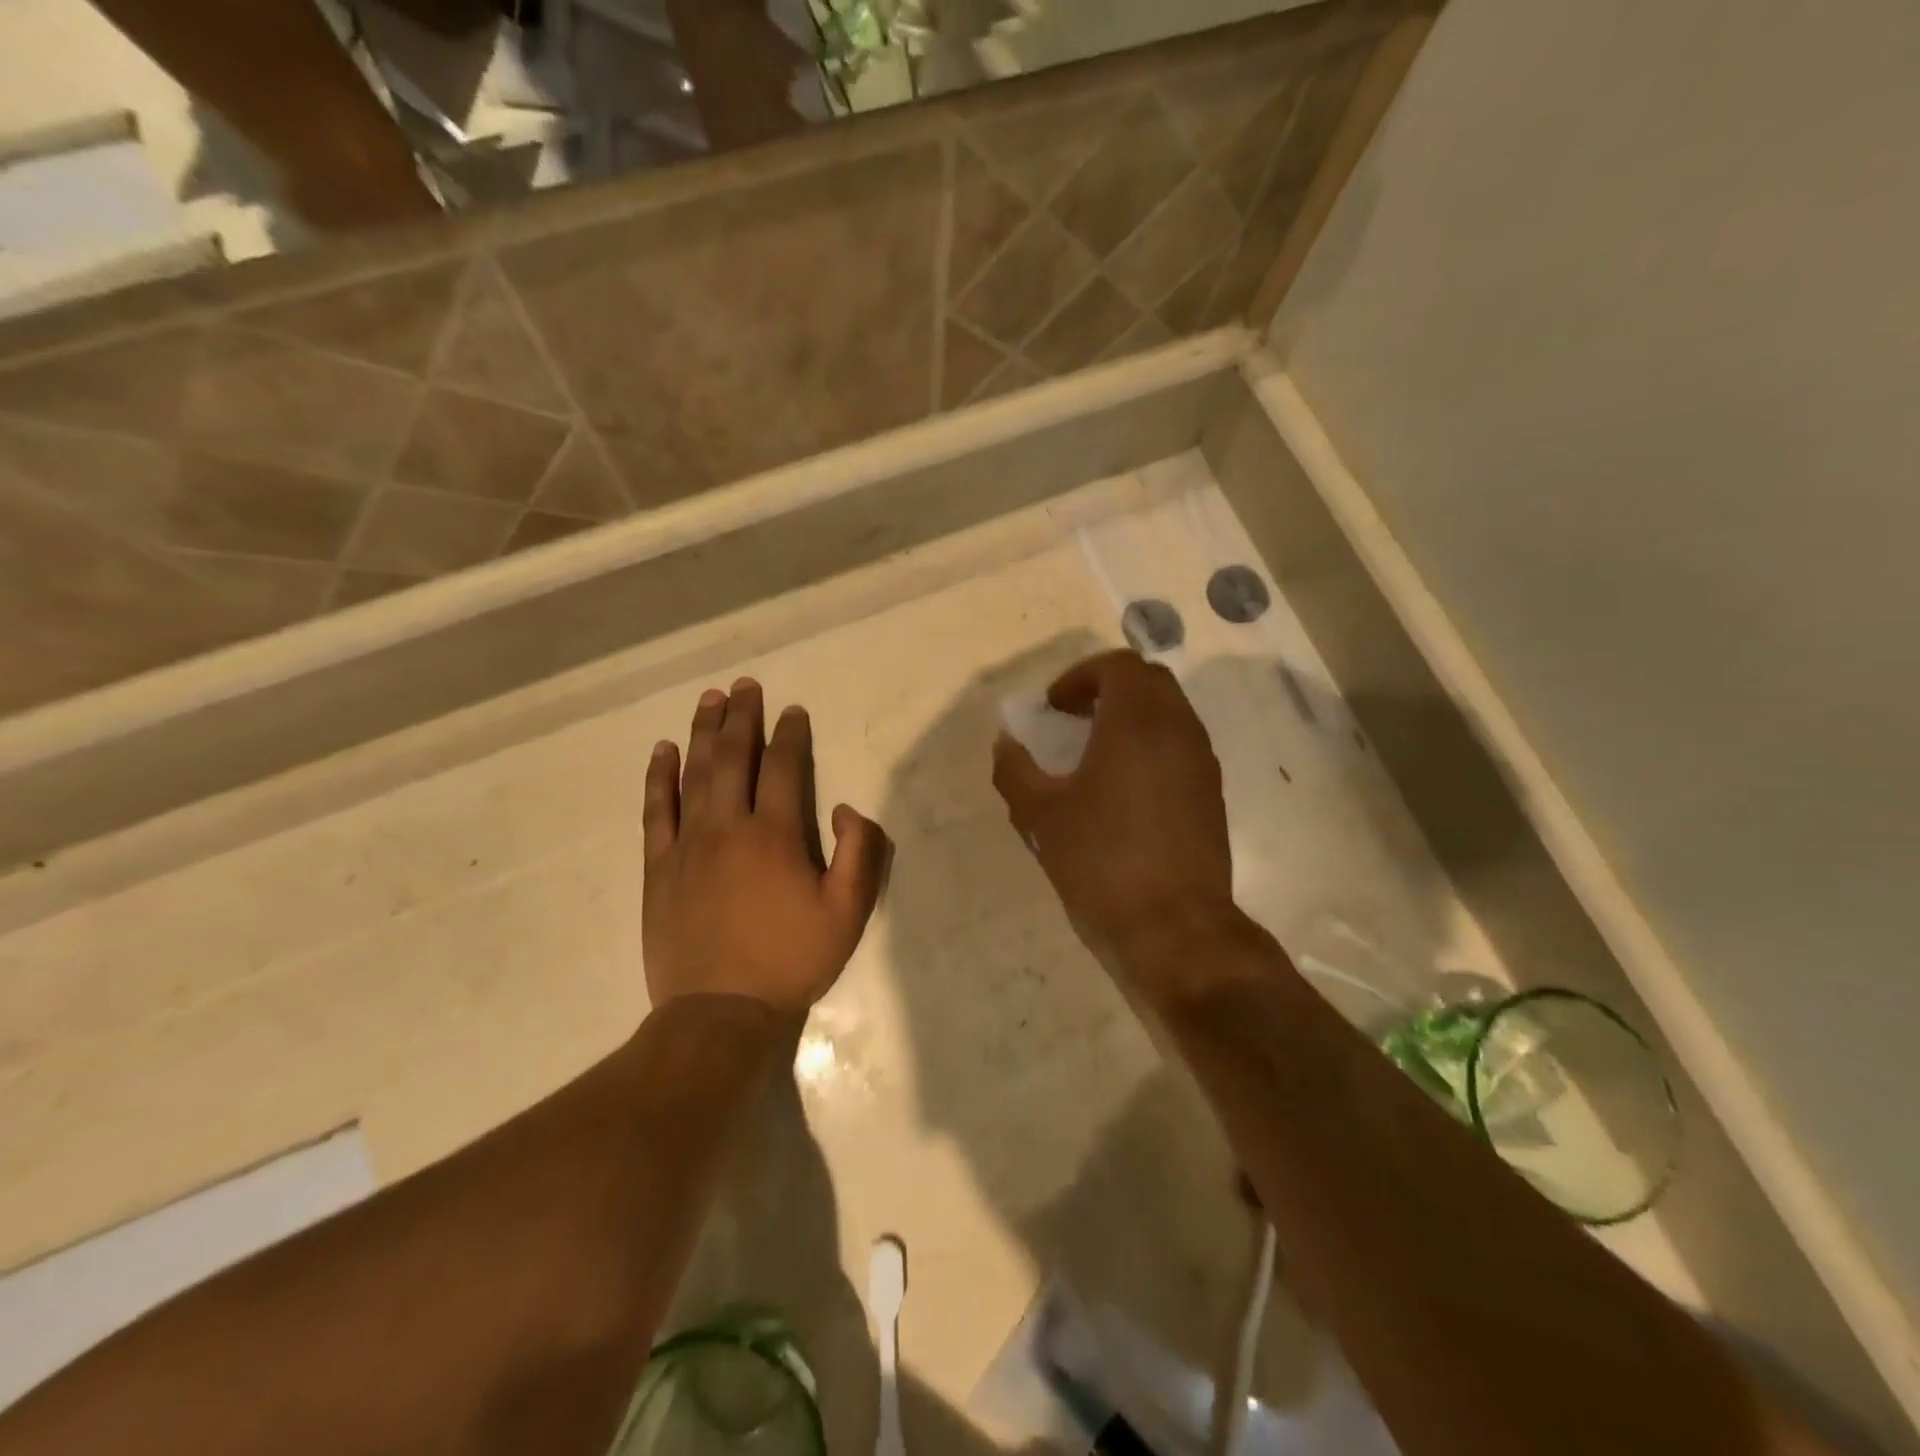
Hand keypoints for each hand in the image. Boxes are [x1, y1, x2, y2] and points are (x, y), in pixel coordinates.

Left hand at [644, 679, 887, 1013]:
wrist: (719, 1012)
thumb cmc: (790, 961)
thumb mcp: (848, 913)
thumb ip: (858, 854)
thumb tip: (843, 808)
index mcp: (774, 835)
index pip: (782, 767)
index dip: (790, 734)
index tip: (793, 711)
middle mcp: (727, 827)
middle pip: (734, 757)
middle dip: (742, 717)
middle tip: (746, 685)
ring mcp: (687, 845)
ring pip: (695, 773)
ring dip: (703, 732)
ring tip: (710, 699)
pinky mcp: (658, 867)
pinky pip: (656, 810)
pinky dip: (659, 777)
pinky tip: (663, 751)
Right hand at [992, 651, 1240, 999]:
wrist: (1174, 927)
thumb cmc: (1101, 861)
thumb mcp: (1041, 815)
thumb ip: (1016, 770)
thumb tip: (1006, 743)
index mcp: (1137, 722)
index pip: (1118, 666)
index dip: (1080, 676)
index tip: (1053, 707)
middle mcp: (1178, 730)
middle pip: (1149, 681)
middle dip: (1107, 688)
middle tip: (1073, 719)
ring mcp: (1201, 761)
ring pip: (1170, 712)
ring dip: (1131, 717)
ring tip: (1094, 752)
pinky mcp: (1211, 793)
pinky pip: (1181, 745)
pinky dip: (1151, 744)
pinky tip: (1123, 788)